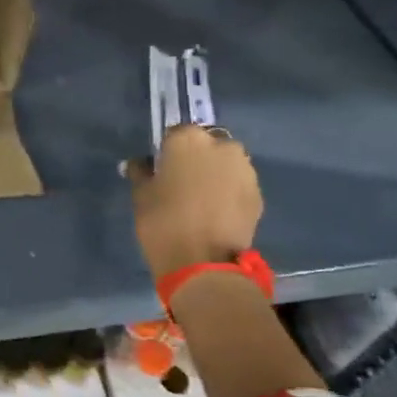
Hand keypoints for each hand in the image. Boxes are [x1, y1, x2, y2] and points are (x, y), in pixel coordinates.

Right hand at [125, 124, 262, 279]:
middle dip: (196, 159)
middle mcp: (221, 145)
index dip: (166, 152)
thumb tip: (138, 164)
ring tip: (201, 201)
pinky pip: (238, 185)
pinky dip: (229, 193)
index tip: (161, 171)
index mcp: (188, 139)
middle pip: (205, 145)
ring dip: (215, 174)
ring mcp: (244, 169)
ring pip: (225, 164)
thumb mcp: (141, 195)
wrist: (203, 263)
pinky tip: (216, 213)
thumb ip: (141, 173)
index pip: (174, 134)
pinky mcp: (258, 193)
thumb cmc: (163, 222)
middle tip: (182, 184)